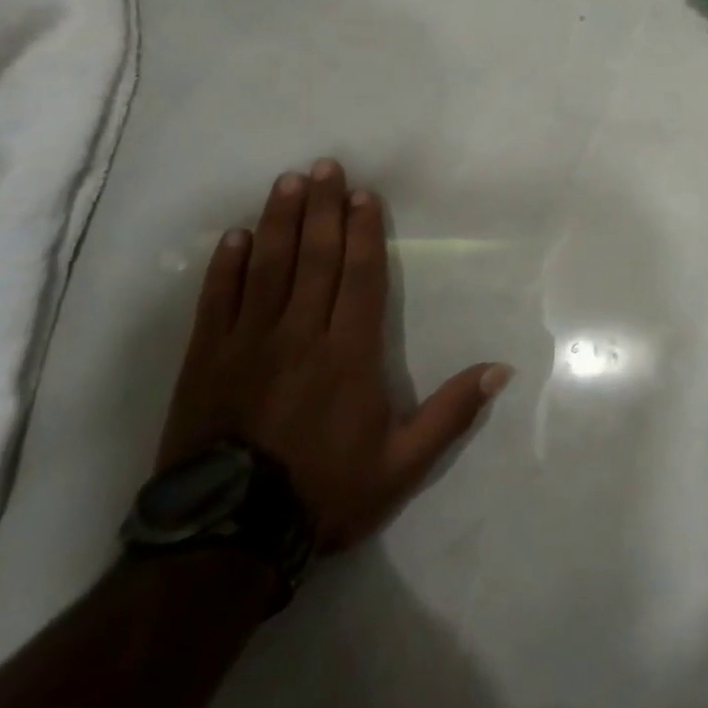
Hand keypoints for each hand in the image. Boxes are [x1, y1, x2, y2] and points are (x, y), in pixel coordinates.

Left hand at [158, 160, 511, 553]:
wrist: (226, 541)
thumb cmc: (323, 493)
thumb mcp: (402, 464)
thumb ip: (451, 413)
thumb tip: (501, 369)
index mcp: (349, 353)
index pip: (360, 276)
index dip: (362, 232)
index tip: (362, 195)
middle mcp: (301, 334)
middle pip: (314, 258)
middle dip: (321, 208)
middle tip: (324, 166)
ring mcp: (249, 343)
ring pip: (268, 267)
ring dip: (279, 221)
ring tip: (287, 182)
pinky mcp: (207, 360)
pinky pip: (218, 301)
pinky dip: (226, 266)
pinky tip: (235, 236)